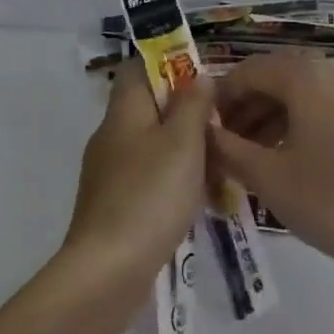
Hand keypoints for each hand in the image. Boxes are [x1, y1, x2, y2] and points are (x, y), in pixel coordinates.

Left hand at [64, 60, 211, 282]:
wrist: (109, 270)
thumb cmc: (150, 197)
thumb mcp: (182, 143)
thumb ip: (192, 105)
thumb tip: (197, 76)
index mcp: (123, 114)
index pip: (138, 68)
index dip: (171, 64)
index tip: (207, 78)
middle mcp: (111, 138)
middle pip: (149, 108)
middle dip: (187, 111)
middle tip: (225, 123)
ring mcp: (111, 174)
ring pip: (153, 145)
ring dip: (186, 149)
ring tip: (221, 161)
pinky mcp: (117, 205)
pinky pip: (151, 178)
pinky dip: (176, 180)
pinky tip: (200, 197)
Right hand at [210, 51, 333, 282]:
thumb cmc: (329, 201)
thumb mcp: (266, 176)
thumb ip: (226, 148)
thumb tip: (200, 131)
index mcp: (308, 77)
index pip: (249, 70)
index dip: (220, 97)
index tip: (200, 127)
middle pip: (277, 78)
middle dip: (245, 107)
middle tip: (221, 143)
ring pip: (302, 95)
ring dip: (269, 117)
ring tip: (246, 155)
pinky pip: (324, 110)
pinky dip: (297, 125)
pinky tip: (282, 159)